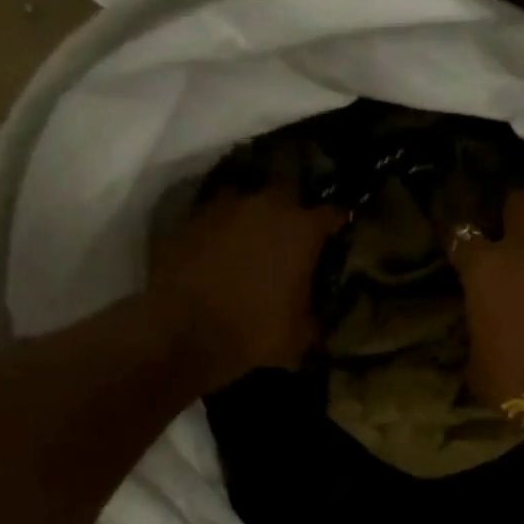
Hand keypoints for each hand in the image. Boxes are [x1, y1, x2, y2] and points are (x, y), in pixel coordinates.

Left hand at [149, 185, 346, 392]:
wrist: (183, 332)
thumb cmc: (254, 331)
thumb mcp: (300, 334)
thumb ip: (314, 313)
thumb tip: (316, 314)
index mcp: (301, 229)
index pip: (332, 214)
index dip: (339, 224)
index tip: (340, 233)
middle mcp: (265, 206)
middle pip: (288, 190)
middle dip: (293, 207)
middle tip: (294, 229)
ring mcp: (223, 208)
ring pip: (246, 198)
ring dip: (253, 213)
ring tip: (254, 234)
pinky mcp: (189, 220)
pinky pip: (213, 217)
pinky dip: (220, 229)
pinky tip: (220, 248)